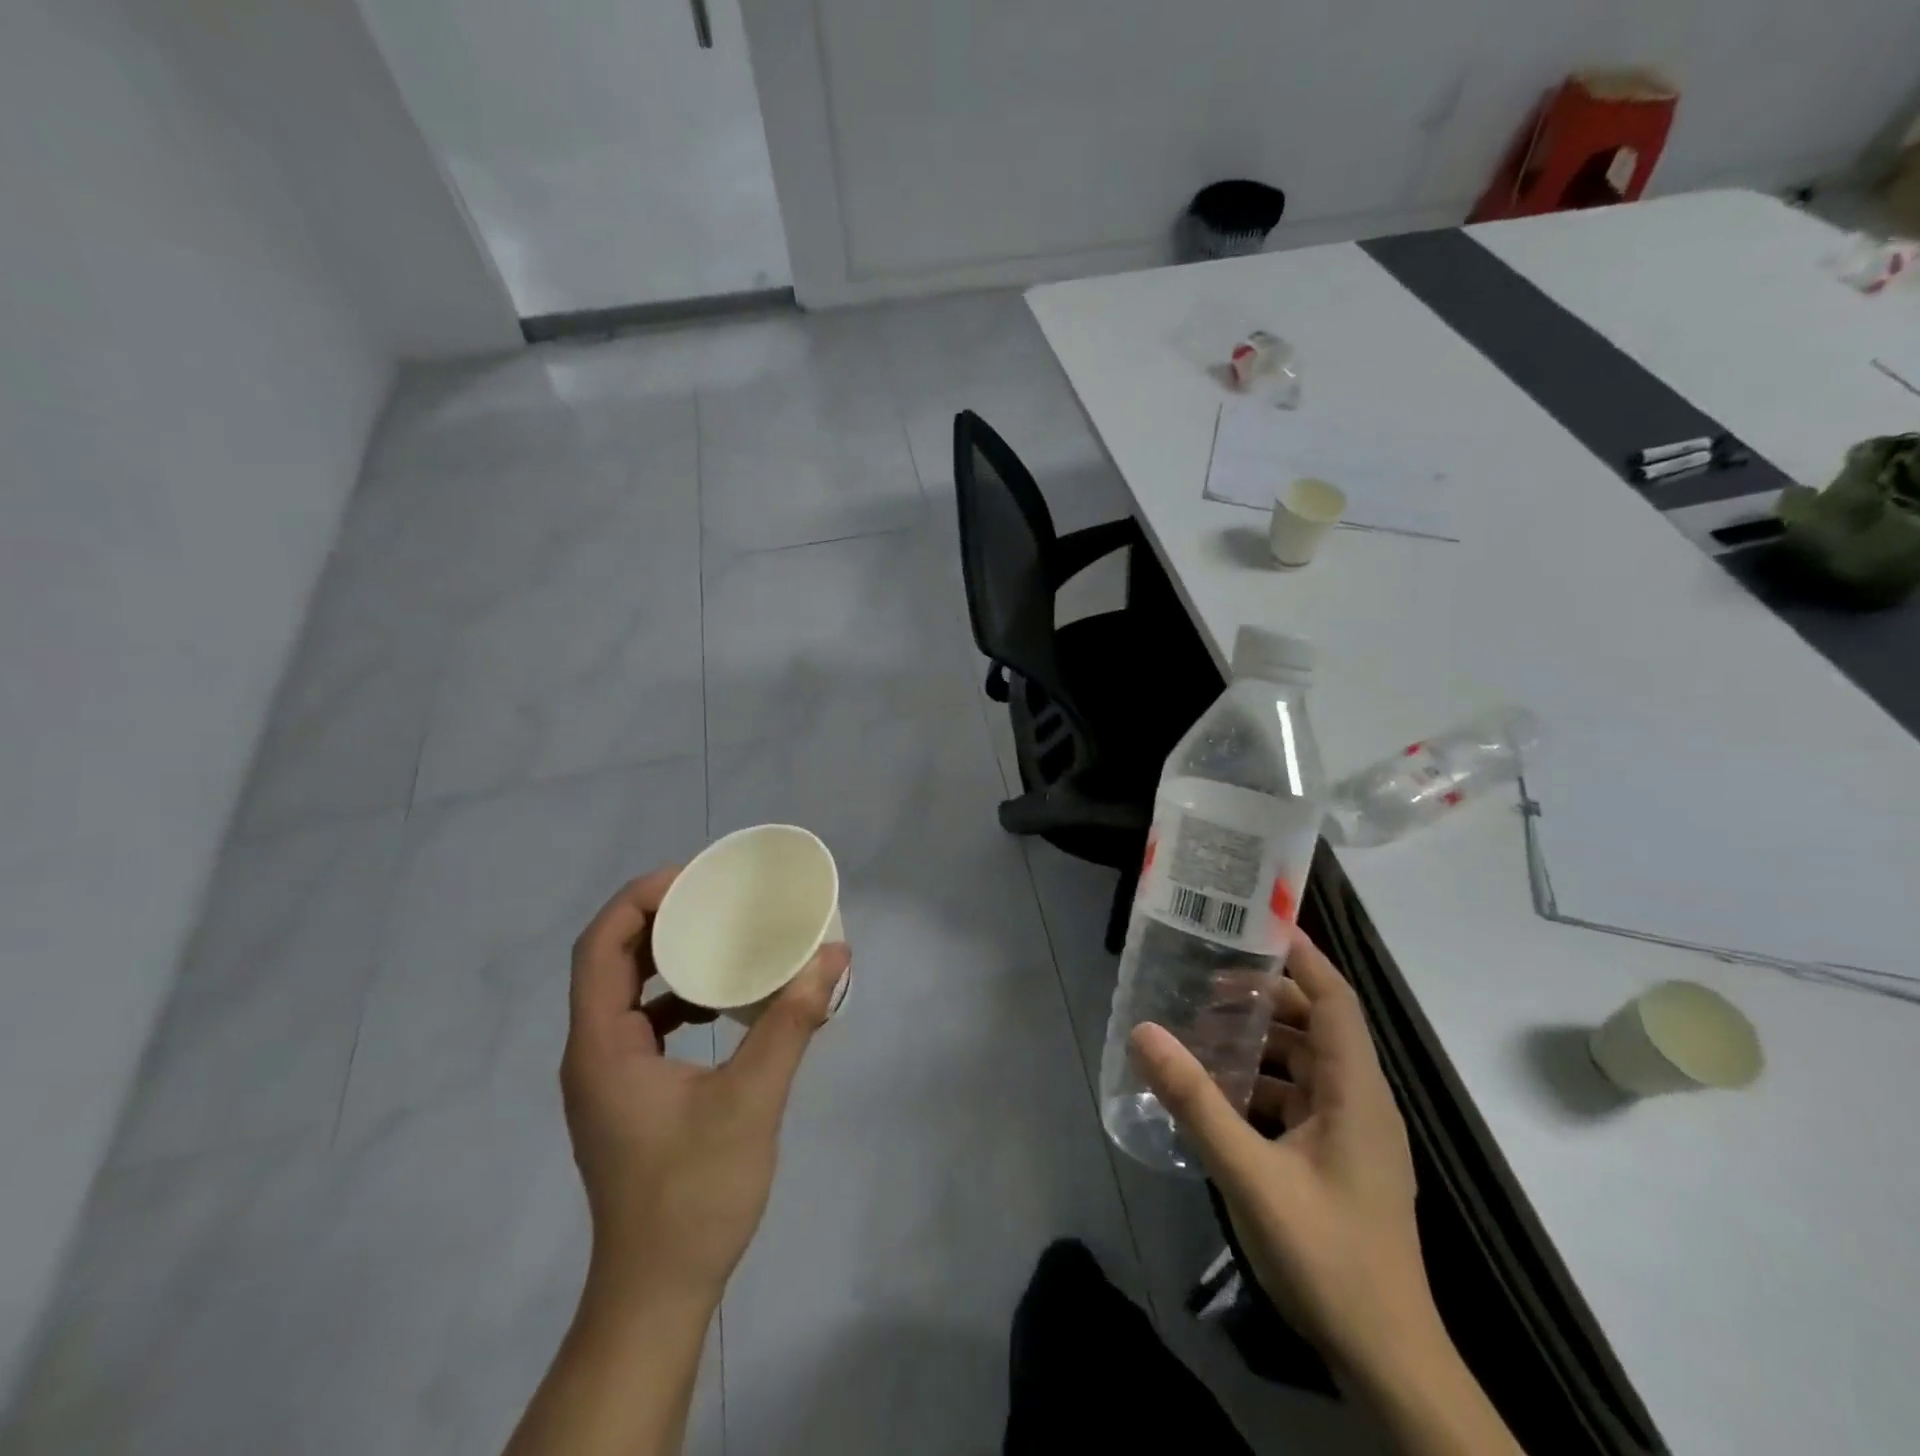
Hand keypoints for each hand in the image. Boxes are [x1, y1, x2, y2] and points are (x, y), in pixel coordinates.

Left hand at [561, 868, 851, 1309]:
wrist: (657, 1293)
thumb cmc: (694, 1193)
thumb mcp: (753, 1099)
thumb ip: (791, 1022)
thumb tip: (835, 956)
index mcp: (602, 1045)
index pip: (600, 946)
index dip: (639, 900)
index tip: (694, 878)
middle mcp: (591, 1053)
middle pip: (609, 961)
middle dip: (657, 919)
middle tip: (712, 897)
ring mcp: (606, 1077)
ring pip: (624, 993)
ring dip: (666, 958)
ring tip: (719, 936)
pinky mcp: (626, 1096)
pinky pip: (642, 1024)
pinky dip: (676, 997)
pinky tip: (721, 1003)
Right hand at [1131, 928, 1435, 1377]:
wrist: (1388, 1361)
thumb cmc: (1328, 1256)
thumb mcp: (1250, 1174)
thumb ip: (1195, 1100)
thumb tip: (1145, 1032)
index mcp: (1357, 1092)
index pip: (1336, 999)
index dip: (1303, 957)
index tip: (1256, 924)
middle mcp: (1363, 1102)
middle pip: (1317, 1025)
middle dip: (1266, 997)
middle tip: (1207, 983)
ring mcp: (1355, 1134)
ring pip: (1307, 1063)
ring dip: (1261, 1042)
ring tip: (1205, 1033)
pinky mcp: (1342, 1160)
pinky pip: (1301, 1099)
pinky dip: (1264, 1083)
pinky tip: (1221, 1095)